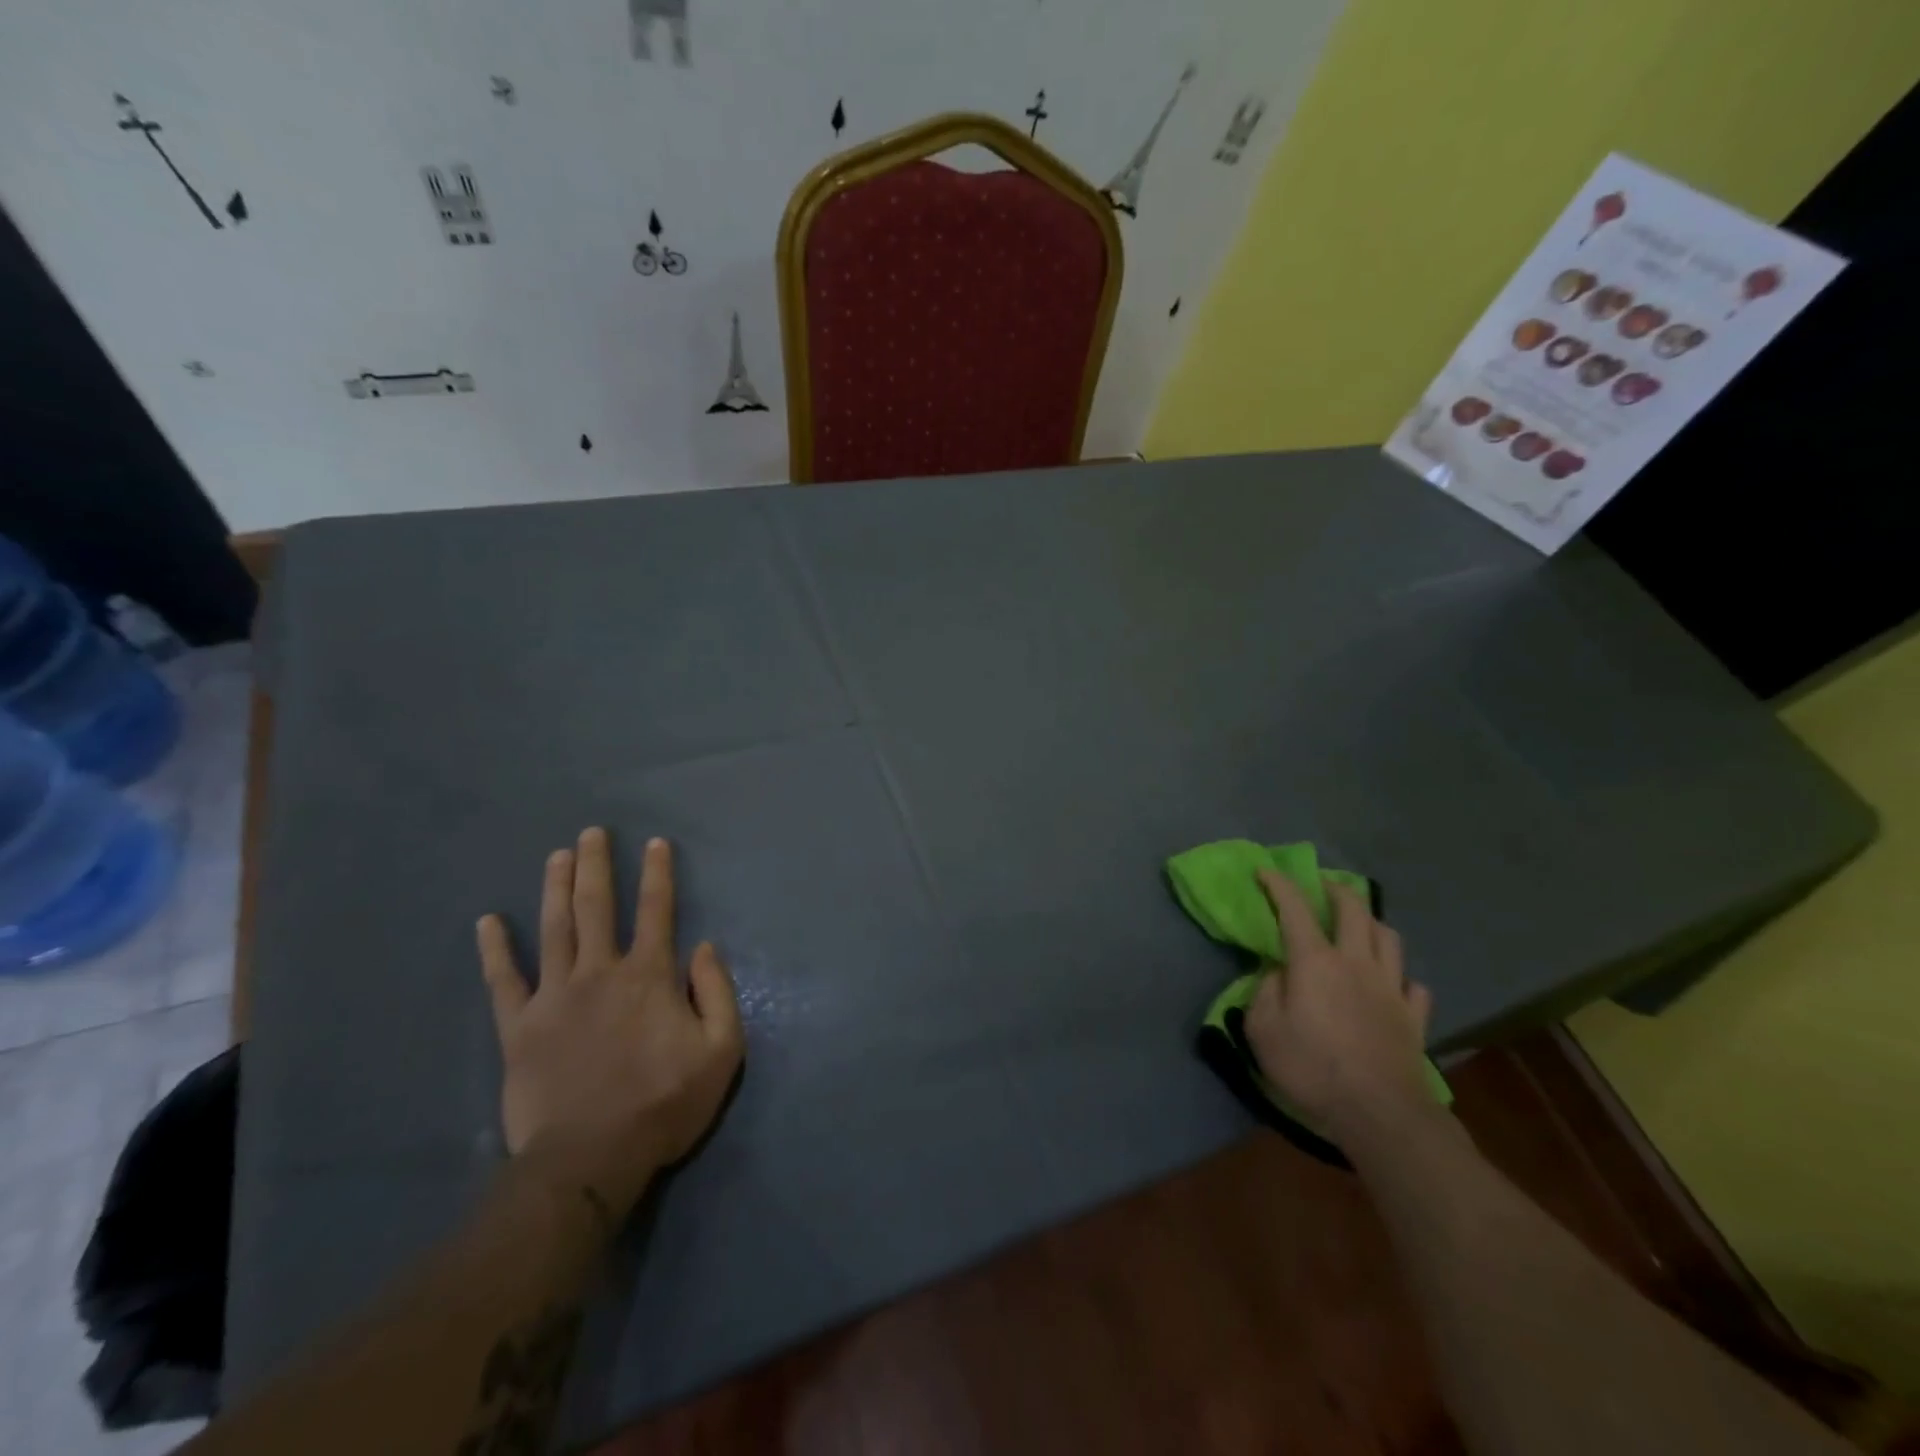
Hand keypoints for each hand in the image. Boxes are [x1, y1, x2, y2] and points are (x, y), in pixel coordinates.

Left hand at [477, 829, 743, 1218]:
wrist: (590, 1160)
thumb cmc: (664, 1103)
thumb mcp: (721, 1051)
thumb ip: (718, 993)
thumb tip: (704, 948)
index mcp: (649, 976)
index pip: (657, 911)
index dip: (658, 874)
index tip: (655, 843)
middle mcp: (600, 972)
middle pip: (598, 907)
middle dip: (596, 866)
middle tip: (592, 832)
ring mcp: (554, 997)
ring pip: (554, 929)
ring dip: (556, 888)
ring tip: (557, 856)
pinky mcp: (518, 1028)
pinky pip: (503, 981)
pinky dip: (495, 950)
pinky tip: (487, 921)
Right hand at [1245, 872, 1437, 1145]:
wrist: (1380, 1113)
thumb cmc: (1312, 1068)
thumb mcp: (1262, 1030)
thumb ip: (1264, 992)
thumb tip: (1276, 973)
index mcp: (1315, 961)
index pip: (1295, 908)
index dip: (1279, 884)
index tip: (1266, 871)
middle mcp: (1356, 962)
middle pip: (1354, 909)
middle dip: (1336, 889)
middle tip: (1323, 885)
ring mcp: (1391, 988)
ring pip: (1388, 937)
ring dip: (1371, 922)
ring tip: (1360, 924)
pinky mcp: (1414, 1017)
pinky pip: (1413, 985)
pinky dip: (1400, 976)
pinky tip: (1392, 984)